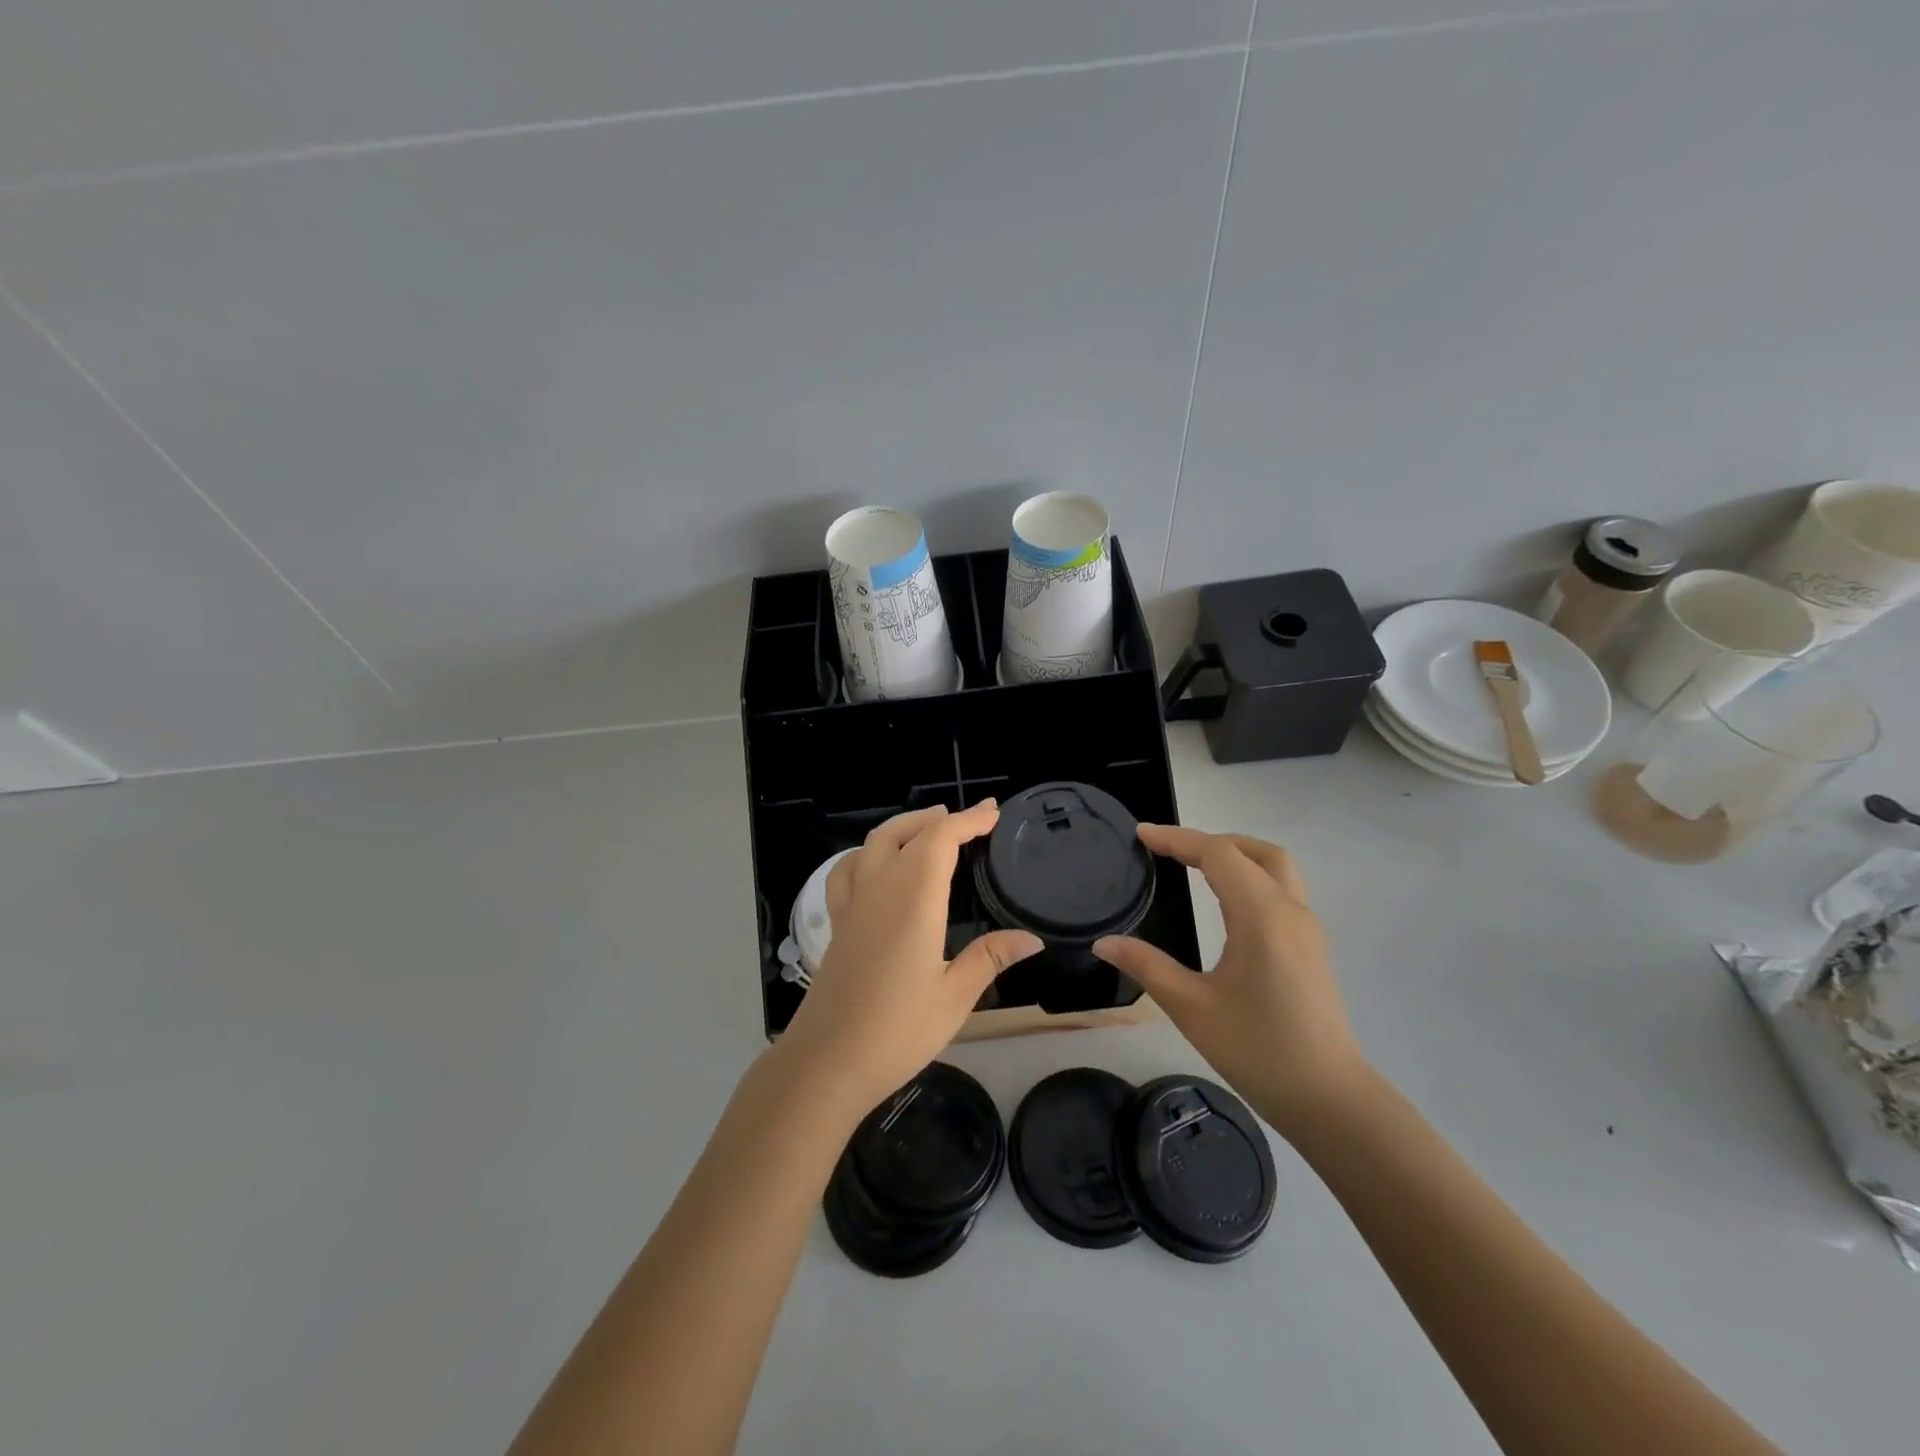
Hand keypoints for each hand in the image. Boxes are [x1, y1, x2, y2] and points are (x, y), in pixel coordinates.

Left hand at [776, 802, 1042, 1115]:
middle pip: (906, 833)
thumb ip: (990, 958)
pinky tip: (875, 864)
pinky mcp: (838, 924)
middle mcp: (880, 890)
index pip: (941, 840)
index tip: (994, 812)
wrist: (827, 1062)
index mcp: (914, 900)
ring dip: (904, 827)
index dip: (968, 820)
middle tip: (971, 819)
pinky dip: (866, 853)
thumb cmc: (897, 1031)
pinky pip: (846, 871)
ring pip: (873, 844)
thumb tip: (1032, 938)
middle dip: (939, 819)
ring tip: (929, 827)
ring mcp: (853, 905)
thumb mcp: (954, 997)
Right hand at [1093, 825, 1368, 1140]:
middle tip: (1168, 850)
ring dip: (1236, 855)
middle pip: (1254, 851)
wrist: (1330, 1100)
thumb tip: (1103, 942)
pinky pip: (1281, 889)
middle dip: (1209, 841)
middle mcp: (1290, 910)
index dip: (1177, 839)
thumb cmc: (1258, 1051)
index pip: (1218, 854)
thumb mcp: (1192, 1008)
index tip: (1141, 835)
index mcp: (1262, 916)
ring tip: (1194, 865)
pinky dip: (1250, 876)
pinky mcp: (1312, 946)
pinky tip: (1226, 901)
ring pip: (1275, 867)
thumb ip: (1147, 966)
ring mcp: (1307, 928)